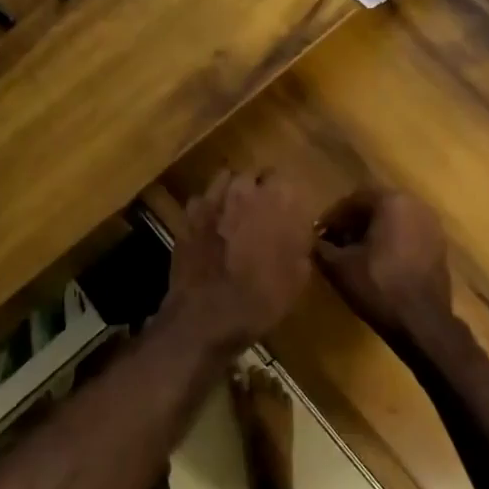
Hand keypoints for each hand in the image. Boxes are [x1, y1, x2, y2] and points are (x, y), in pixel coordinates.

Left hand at [159, 170, 311, 351]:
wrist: (208, 314)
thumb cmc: (261, 299)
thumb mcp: (297, 277)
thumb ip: (300, 244)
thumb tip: (300, 230)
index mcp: (277, 202)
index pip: (285, 179)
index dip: (285, 195)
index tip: (287, 209)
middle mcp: (244, 191)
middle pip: (253, 174)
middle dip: (258, 187)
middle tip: (261, 208)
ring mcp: (212, 200)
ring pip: (225, 178)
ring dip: (232, 189)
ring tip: (234, 210)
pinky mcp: (188, 215)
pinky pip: (201, 199)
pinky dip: (207, 207)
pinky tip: (210, 223)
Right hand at [313, 187, 453, 336]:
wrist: (422, 322)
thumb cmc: (378, 285)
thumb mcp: (337, 266)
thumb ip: (320, 246)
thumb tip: (313, 240)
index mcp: (391, 202)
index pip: (353, 200)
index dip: (332, 217)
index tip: (318, 235)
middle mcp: (415, 205)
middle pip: (375, 207)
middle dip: (352, 223)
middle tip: (334, 242)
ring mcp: (432, 226)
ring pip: (393, 221)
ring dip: (371, 233)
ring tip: (352, 254)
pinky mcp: (439, 246)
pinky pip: (407, 234)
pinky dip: (390, 242)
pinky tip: (376, 263)